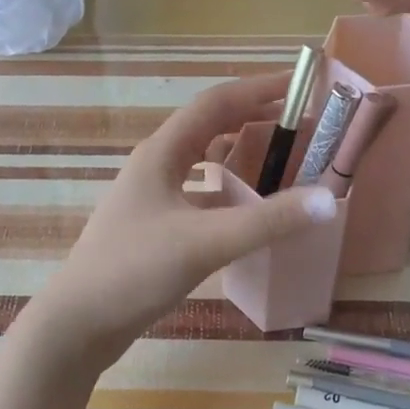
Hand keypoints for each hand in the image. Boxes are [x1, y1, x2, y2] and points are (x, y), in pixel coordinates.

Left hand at [30, 72, 337, 369]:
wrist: (79, 323)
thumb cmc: (134, 271)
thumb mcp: (206, 242)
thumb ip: (269, 221)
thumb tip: (330, 198)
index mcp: (162, 153)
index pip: (216, 104)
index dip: (259, 89)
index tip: (301, 85)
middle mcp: (156, 166)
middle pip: (210, 128)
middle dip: (255, 118)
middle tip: (301, 123)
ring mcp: (152, 197)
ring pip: (203, 163)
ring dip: (241, 155)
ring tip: (281, 159)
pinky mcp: (154, 226)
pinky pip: (199, 195)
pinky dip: (228, 193)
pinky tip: (249, 212)